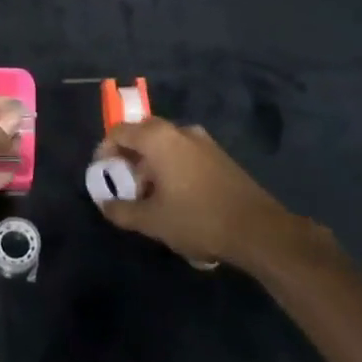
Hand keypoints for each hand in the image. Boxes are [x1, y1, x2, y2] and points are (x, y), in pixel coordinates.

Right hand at [92, 118, 332, 270]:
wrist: (259, 230)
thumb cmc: (197, 219)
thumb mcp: (151, 221)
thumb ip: (121, 210)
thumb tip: (104, 204)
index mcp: (158, 138)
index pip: (119, 131)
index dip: (104, 151)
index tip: (102, 174)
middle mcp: (179, 131)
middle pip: (142, 134)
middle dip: (128, 158)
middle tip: (124, 185)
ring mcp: (203, 141)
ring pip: (164, 145)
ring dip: (150, 165)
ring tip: (149, 196)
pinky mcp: (219, 156)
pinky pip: (183, 153)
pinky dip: (171, 167)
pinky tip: (175, 197)